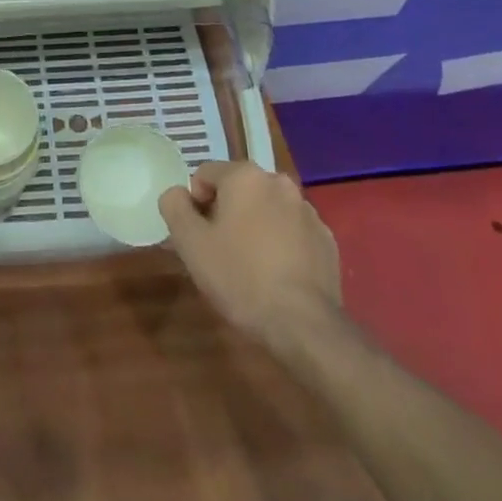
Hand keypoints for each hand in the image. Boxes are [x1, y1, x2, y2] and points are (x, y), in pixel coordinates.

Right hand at [159, 161, 343, 352]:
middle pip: (238, 190)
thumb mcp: (190, 243)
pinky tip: (276, 275)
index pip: (205, 174)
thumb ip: (174, 206)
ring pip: (266, 210)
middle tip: (219, 251)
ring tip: (249, 266)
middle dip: (225, 213)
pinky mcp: (326, 240)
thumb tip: (177, 193)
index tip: (198, 236)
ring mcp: (308, 211)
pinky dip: (280, 244)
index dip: (194, 204)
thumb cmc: (240, 277)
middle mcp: (279, 183)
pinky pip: (291, 232)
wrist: (304, 326)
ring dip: (254, 226)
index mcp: (245, 176)